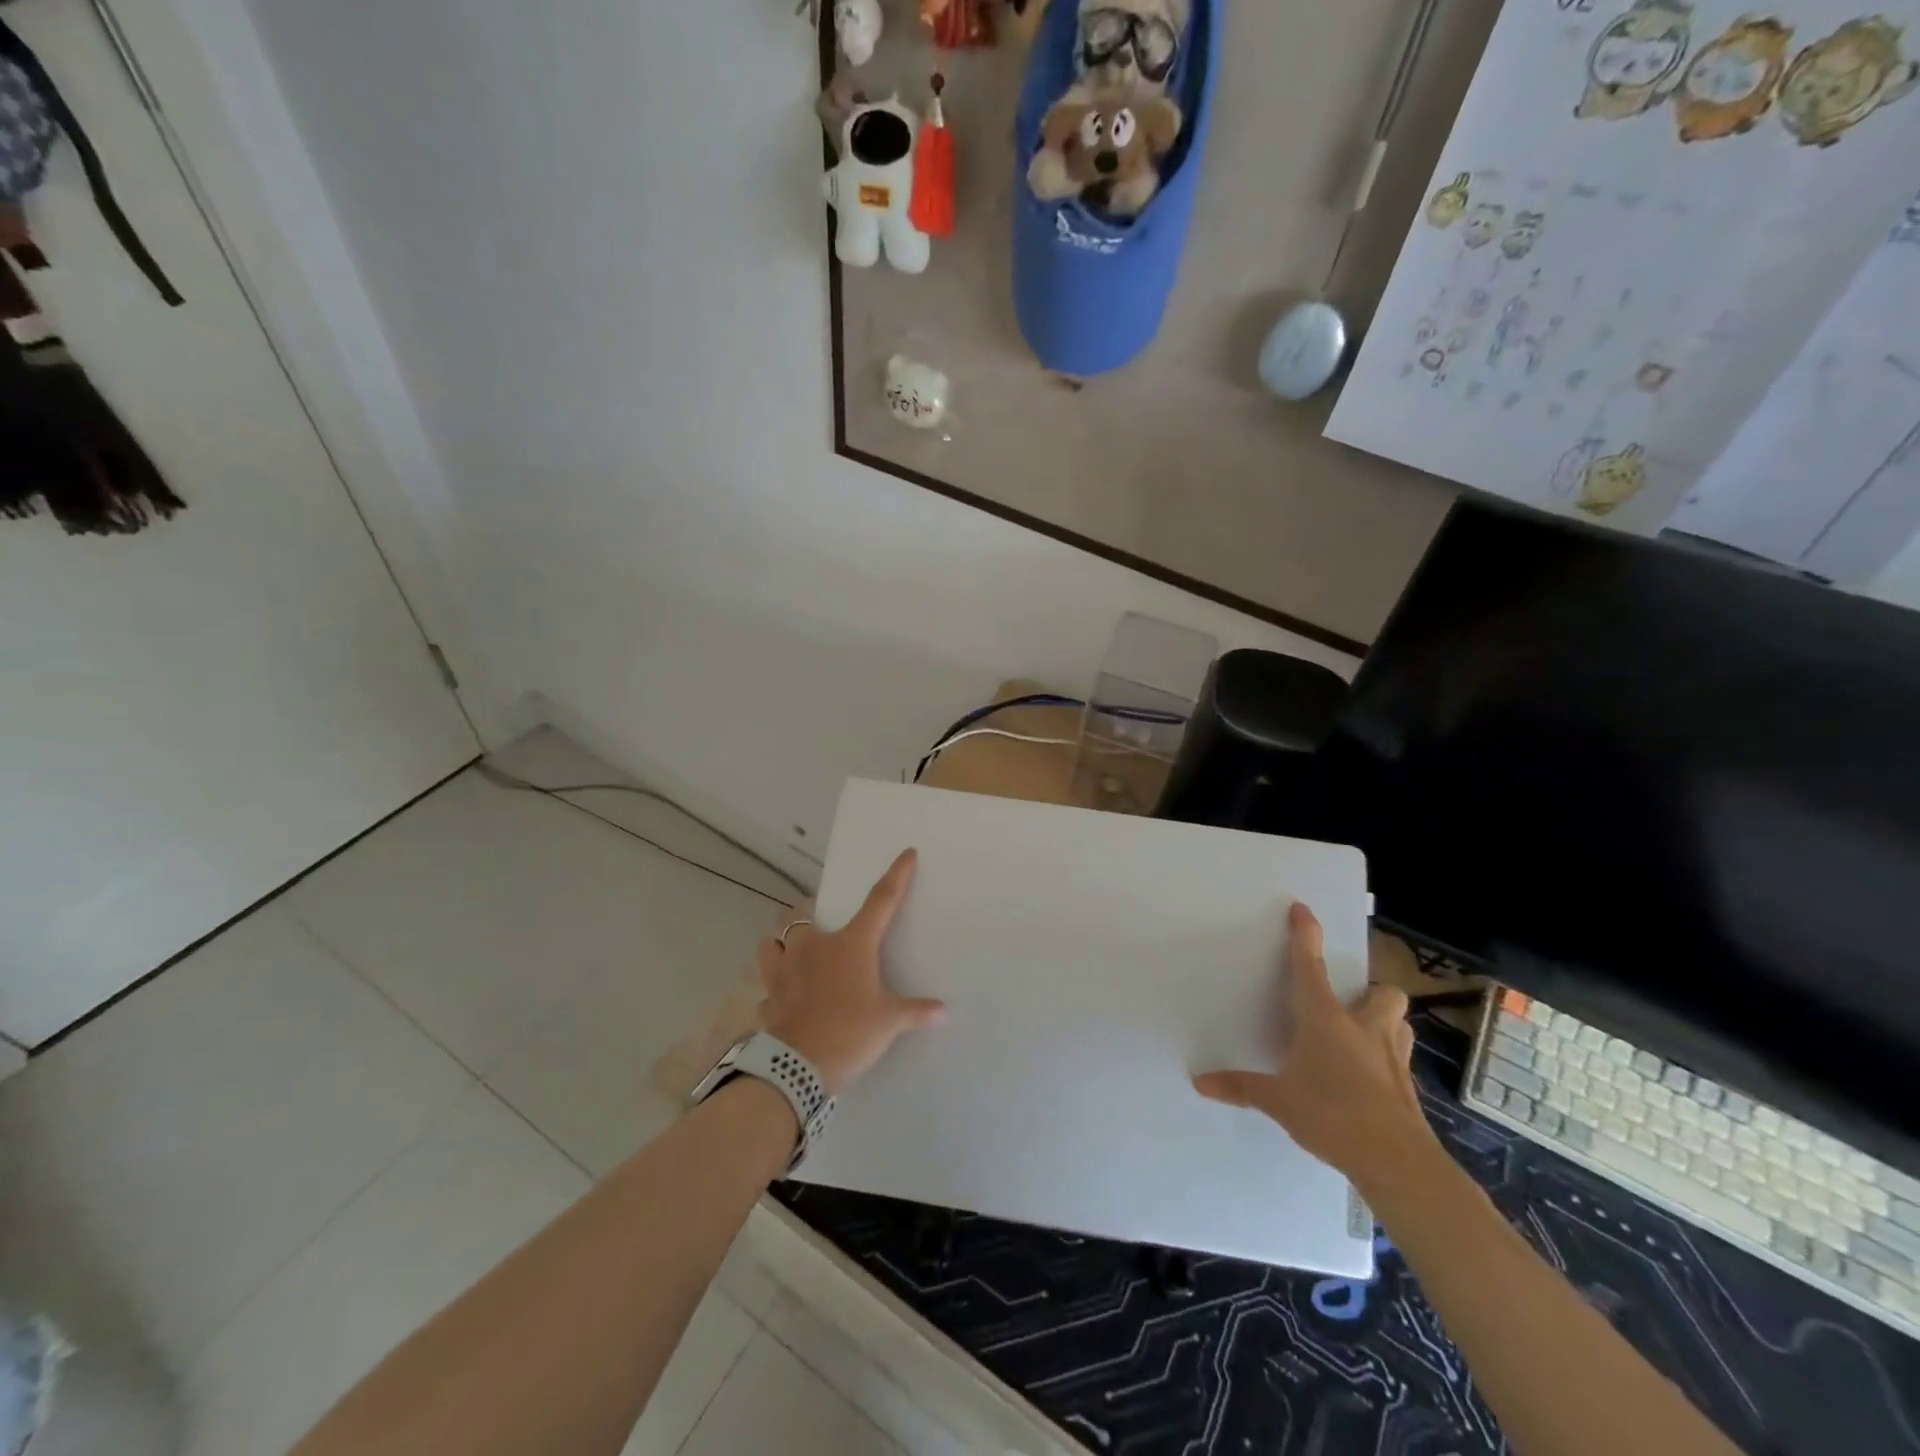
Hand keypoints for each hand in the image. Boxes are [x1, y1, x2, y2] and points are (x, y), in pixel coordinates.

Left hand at [758, 850, 945, 1094]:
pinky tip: (784, 1001)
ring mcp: (783, 971)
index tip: (907, 854)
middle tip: (821, 933)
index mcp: (850, 944)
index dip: (896, 876)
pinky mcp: (767, 998)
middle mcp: (813, 948)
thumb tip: (942, 1011)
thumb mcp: (889, 1022)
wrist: (797, 1068)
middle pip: (801, 917)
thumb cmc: (849, 1032)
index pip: (881, 901)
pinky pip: (767, 988)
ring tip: (793, 958)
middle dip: (808, 920)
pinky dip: (774, 991)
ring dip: (780, 947)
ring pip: (771, 945)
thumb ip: (915, 1011)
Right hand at [1193, 903, 1433, 1193]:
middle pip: (1383, 992)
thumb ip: (1241, 1087)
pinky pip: (1400, 1061)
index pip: (1310, 967)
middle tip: (1351, 1003)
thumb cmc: (1331, 1114)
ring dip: (1385, 1022)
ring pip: (1400, 1023)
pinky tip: (1369, 1081)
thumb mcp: (1278, 1100)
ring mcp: (1393, 1058)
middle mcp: (1364, 1029)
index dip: (1305, 935)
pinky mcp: (1408, 1088)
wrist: (1396, 1162)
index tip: (1303, 910)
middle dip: (1371, 991)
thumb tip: (1200, 1082)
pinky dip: (1386, 1062)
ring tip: (1364, 1036)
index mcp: (1326, 1020)